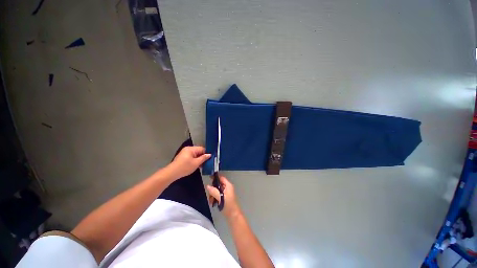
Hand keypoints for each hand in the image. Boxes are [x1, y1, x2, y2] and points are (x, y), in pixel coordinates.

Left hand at [166, 146, 210, 179]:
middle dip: (203, 157)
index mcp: (191, 149)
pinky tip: (197, 165)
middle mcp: (188, 149)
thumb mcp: (196, 163)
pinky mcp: (183, 157)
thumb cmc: (185, 167)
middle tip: (207, 163)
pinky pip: (191, 157)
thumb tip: (209, 154)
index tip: (210, 159)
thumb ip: (203, 158)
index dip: (206, 154)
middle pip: (199, 151)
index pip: (202, 149)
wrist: (172, 173)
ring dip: (199, 159)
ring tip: (202, 165)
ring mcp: (185, 153)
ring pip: (195, 154)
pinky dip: (194, 160)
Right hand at [206, 175, 241, 218]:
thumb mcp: (220, 197)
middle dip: (212, 189)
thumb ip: (214, 191)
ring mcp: (225, 192)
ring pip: (216, 190)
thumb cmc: (228, 205)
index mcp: (228, 185)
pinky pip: (217, 195)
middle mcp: (227, 187)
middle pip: (218, 184)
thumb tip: (207, 186)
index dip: (215, 178)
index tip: (209, 178)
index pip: (221, 178)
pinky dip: (214, 198)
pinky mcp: (224, 197)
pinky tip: (212, 203)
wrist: (233, 215)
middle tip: (210, 195)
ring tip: (211, 201)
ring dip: (212, 195)